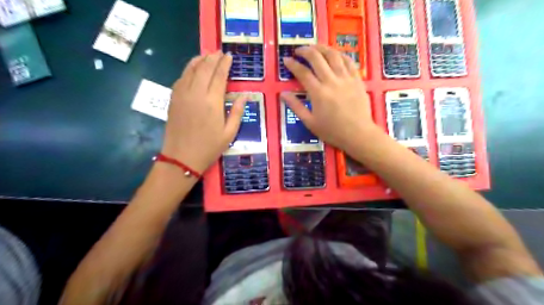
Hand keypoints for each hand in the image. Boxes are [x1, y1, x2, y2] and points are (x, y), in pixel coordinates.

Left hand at [162, 51, 246, 171]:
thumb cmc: (209, 147)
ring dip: (199, 60)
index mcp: (212, 102)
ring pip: (190, 70)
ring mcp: (182, 95)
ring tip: (207, 55)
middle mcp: (196, 93)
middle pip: (204, 68)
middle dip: (213, 58)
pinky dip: (188, 69)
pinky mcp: (173, 99)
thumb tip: (244, 96)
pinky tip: (193, 69)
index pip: (219, 76)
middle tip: (219, 52)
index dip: (224, 64)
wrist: (181, 157)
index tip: (229, 56)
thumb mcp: (229, 133)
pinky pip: (181, 78)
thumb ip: (237, 112)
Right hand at [282, 44, 379, 151]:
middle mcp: (331, 81)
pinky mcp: (357, 79)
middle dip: (305, 51)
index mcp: (318, 93)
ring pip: (333, 55)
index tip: (286, 60)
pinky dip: (340, 54)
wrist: (358, 134)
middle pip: (317, 58)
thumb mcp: (310, 122)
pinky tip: (334, 54)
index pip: (302, 72)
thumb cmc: (332, 131)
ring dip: (322, 48)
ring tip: (314, 47)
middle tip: (298, 50)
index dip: (292, 64)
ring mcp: (346, 78)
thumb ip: (296, 106)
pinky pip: (349, 61)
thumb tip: (283, 94)